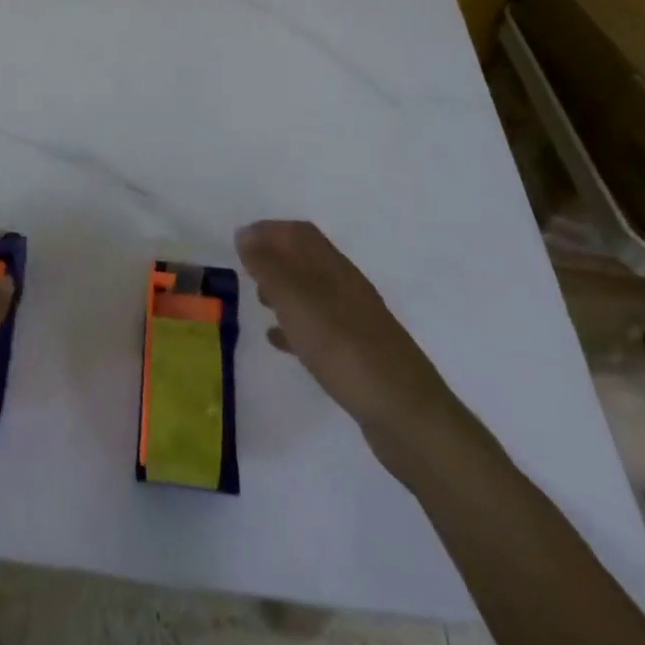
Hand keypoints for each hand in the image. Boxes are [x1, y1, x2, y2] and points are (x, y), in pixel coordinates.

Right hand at [236, 220, 467, 459]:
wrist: (405, 414)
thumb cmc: (344, 348)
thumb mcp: (296, 302)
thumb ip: (268, 267)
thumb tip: (246, 235)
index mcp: (334, 268)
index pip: (299, 233)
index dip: (269, 230)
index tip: (239, 241)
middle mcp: (347, 287)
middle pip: (306, 259)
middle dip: (274, 258)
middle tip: (245, 271)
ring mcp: (355, 321)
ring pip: (312, 292)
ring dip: (284, 290)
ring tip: (258, 302)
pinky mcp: (358, 353)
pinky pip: (319, 327)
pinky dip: (295, 326)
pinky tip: (279, 341)